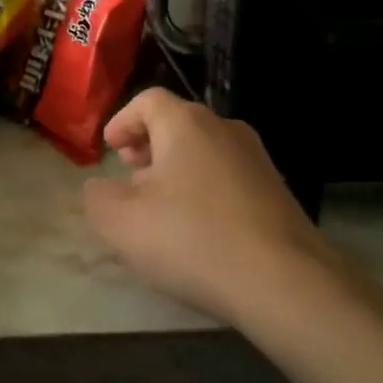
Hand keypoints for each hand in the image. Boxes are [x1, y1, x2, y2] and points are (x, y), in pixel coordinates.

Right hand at [82, 88, 337, 324]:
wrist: (285, 281)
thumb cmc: (192, 239)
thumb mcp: (121, 222)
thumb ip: (98, 197)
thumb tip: (101, 188)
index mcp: (186, 123)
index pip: (148, 101)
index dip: (123, 121)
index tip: (110, 149)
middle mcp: (226, 129)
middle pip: (178, 124)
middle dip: (149, 147)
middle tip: (131, 178)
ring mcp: (258, 159)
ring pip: (205, 151)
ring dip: (177, 171)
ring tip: (161, 209)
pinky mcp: (278, 191)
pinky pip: (228, 178)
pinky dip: (205, 191)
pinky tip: (199, 230)